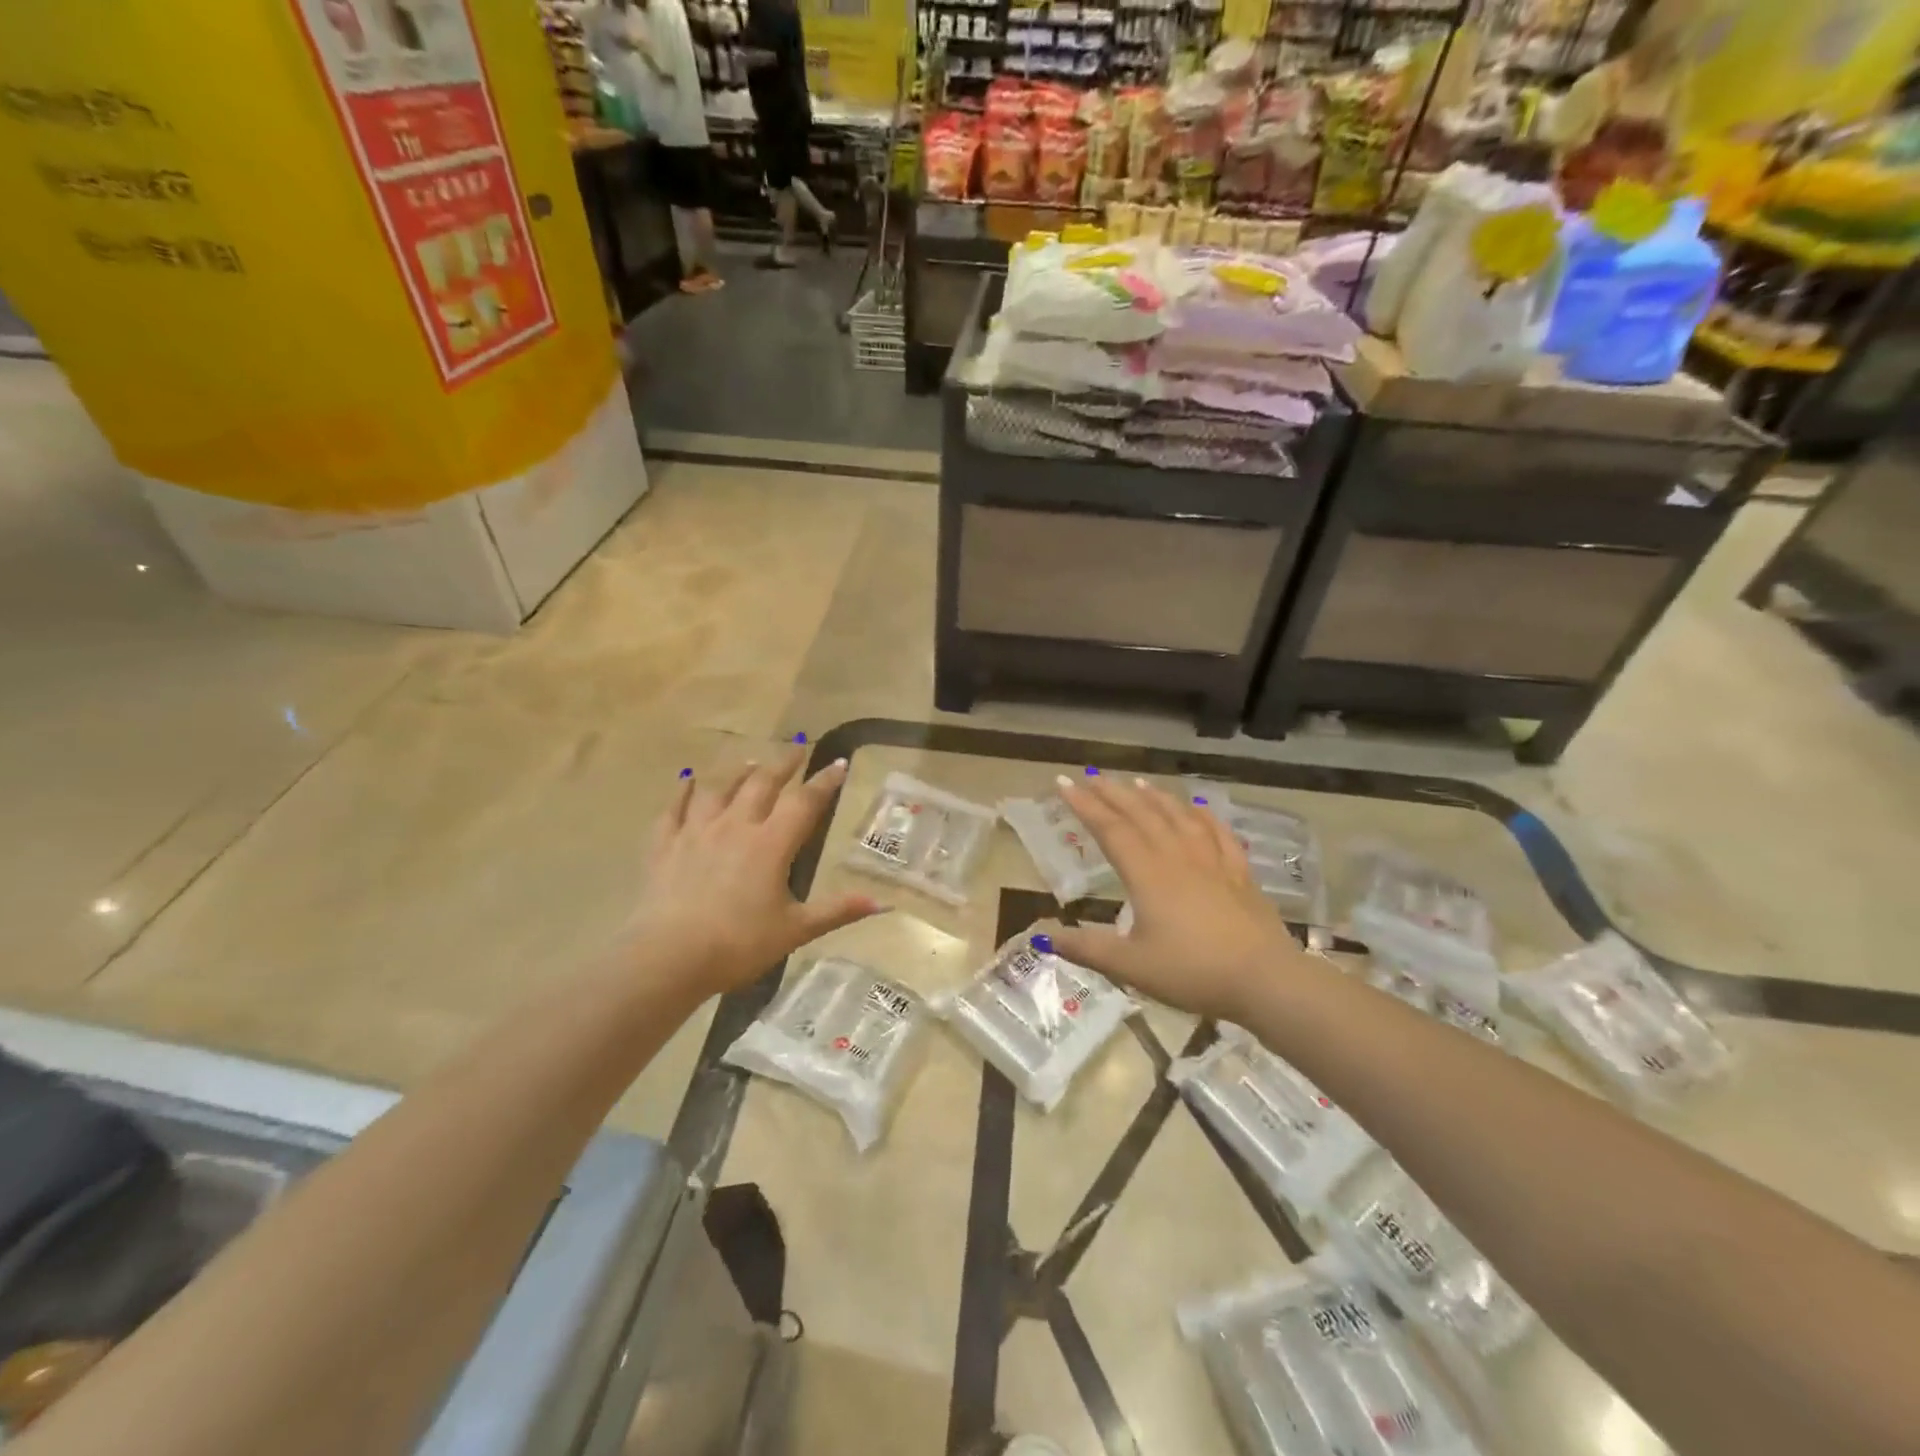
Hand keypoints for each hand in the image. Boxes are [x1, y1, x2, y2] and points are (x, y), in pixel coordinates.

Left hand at [622, 750, 880, 997]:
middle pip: (762, 784)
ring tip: (750, 763)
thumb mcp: (795, 930)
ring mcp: (697, 832)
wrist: (669, 957)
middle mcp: (736, 826)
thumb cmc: (739, 944)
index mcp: (771, 844)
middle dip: (783, 765)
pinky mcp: (666, 845)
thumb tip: (883, 903)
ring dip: (738, 773)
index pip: (804, 802)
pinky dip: (683, 792)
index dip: (824, 782)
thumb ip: (837, 910)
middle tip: (797, 750)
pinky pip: (675, 809)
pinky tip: (687, 780)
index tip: (838, 763)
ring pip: (720, 789)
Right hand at [1048, 776, 1306, 1022]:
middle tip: (1092, 776)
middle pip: (1141, 814)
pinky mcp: (1239, 872)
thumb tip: (1045, 937)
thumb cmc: (1192, 972)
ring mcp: (1212, 861)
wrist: (1265, 980)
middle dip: (1113, 793)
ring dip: (1154, 797)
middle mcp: (1177, 857)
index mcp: (1147, 874)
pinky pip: (1218, 832)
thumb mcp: (1131, 966)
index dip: (1085, 805)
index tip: (1065, 784)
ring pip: (1178, 816)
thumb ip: (1087, 948)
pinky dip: (1203, 815)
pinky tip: (1198, 807)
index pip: (1110, 829)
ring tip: (1137, 783)